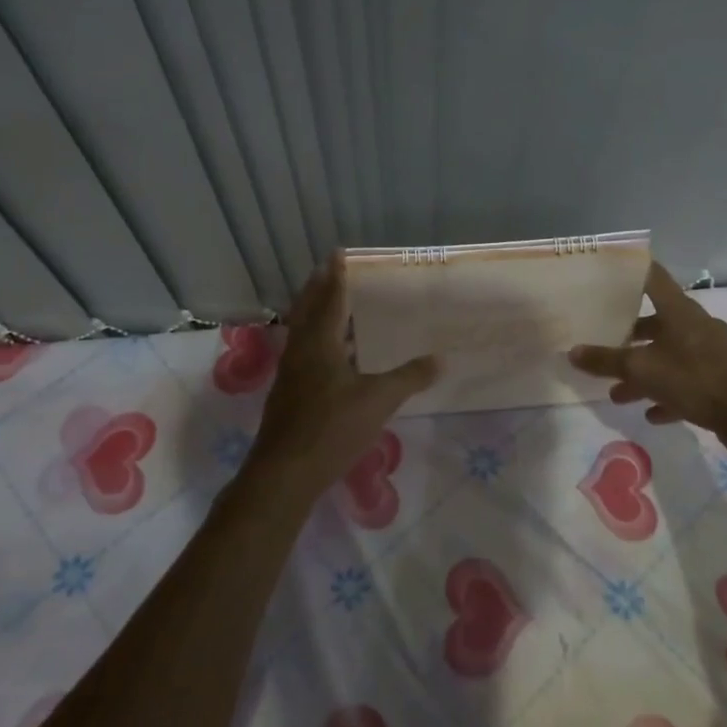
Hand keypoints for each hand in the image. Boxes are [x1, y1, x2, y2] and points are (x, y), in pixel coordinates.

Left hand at [244, 253, 438, 491]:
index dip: (336, 276)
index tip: (338, 253)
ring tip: (333, 305)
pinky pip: (305, 354)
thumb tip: (441, 359)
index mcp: (319, 343)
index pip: (329, 299)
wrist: (285, 473)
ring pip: (303, 333)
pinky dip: (318, 341)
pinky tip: (333, 355)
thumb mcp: (379, 400)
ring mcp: (291, 374)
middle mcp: (300, 351)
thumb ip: (409, 377)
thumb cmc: (331, 428)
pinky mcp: (289, 395)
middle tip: (330, 270)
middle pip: (307, 310)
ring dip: (315, 314)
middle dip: (318, 288)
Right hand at [570, 262, 726, 447]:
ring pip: (670, 355)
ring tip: (618, 394)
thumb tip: (572, 352)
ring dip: (645, 372)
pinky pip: (688, 381)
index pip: (652, 277)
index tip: (609, 273)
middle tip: (605, 345)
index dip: (631, 271)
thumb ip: (606, 361)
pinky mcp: (722, 379)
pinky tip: (652, 413)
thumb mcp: (642, 370)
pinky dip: (668, 393)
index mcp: (679, 311)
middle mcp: (696, 325)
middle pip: (657, 322)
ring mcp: (712, 352)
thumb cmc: (695, 379)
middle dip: (630, 337)